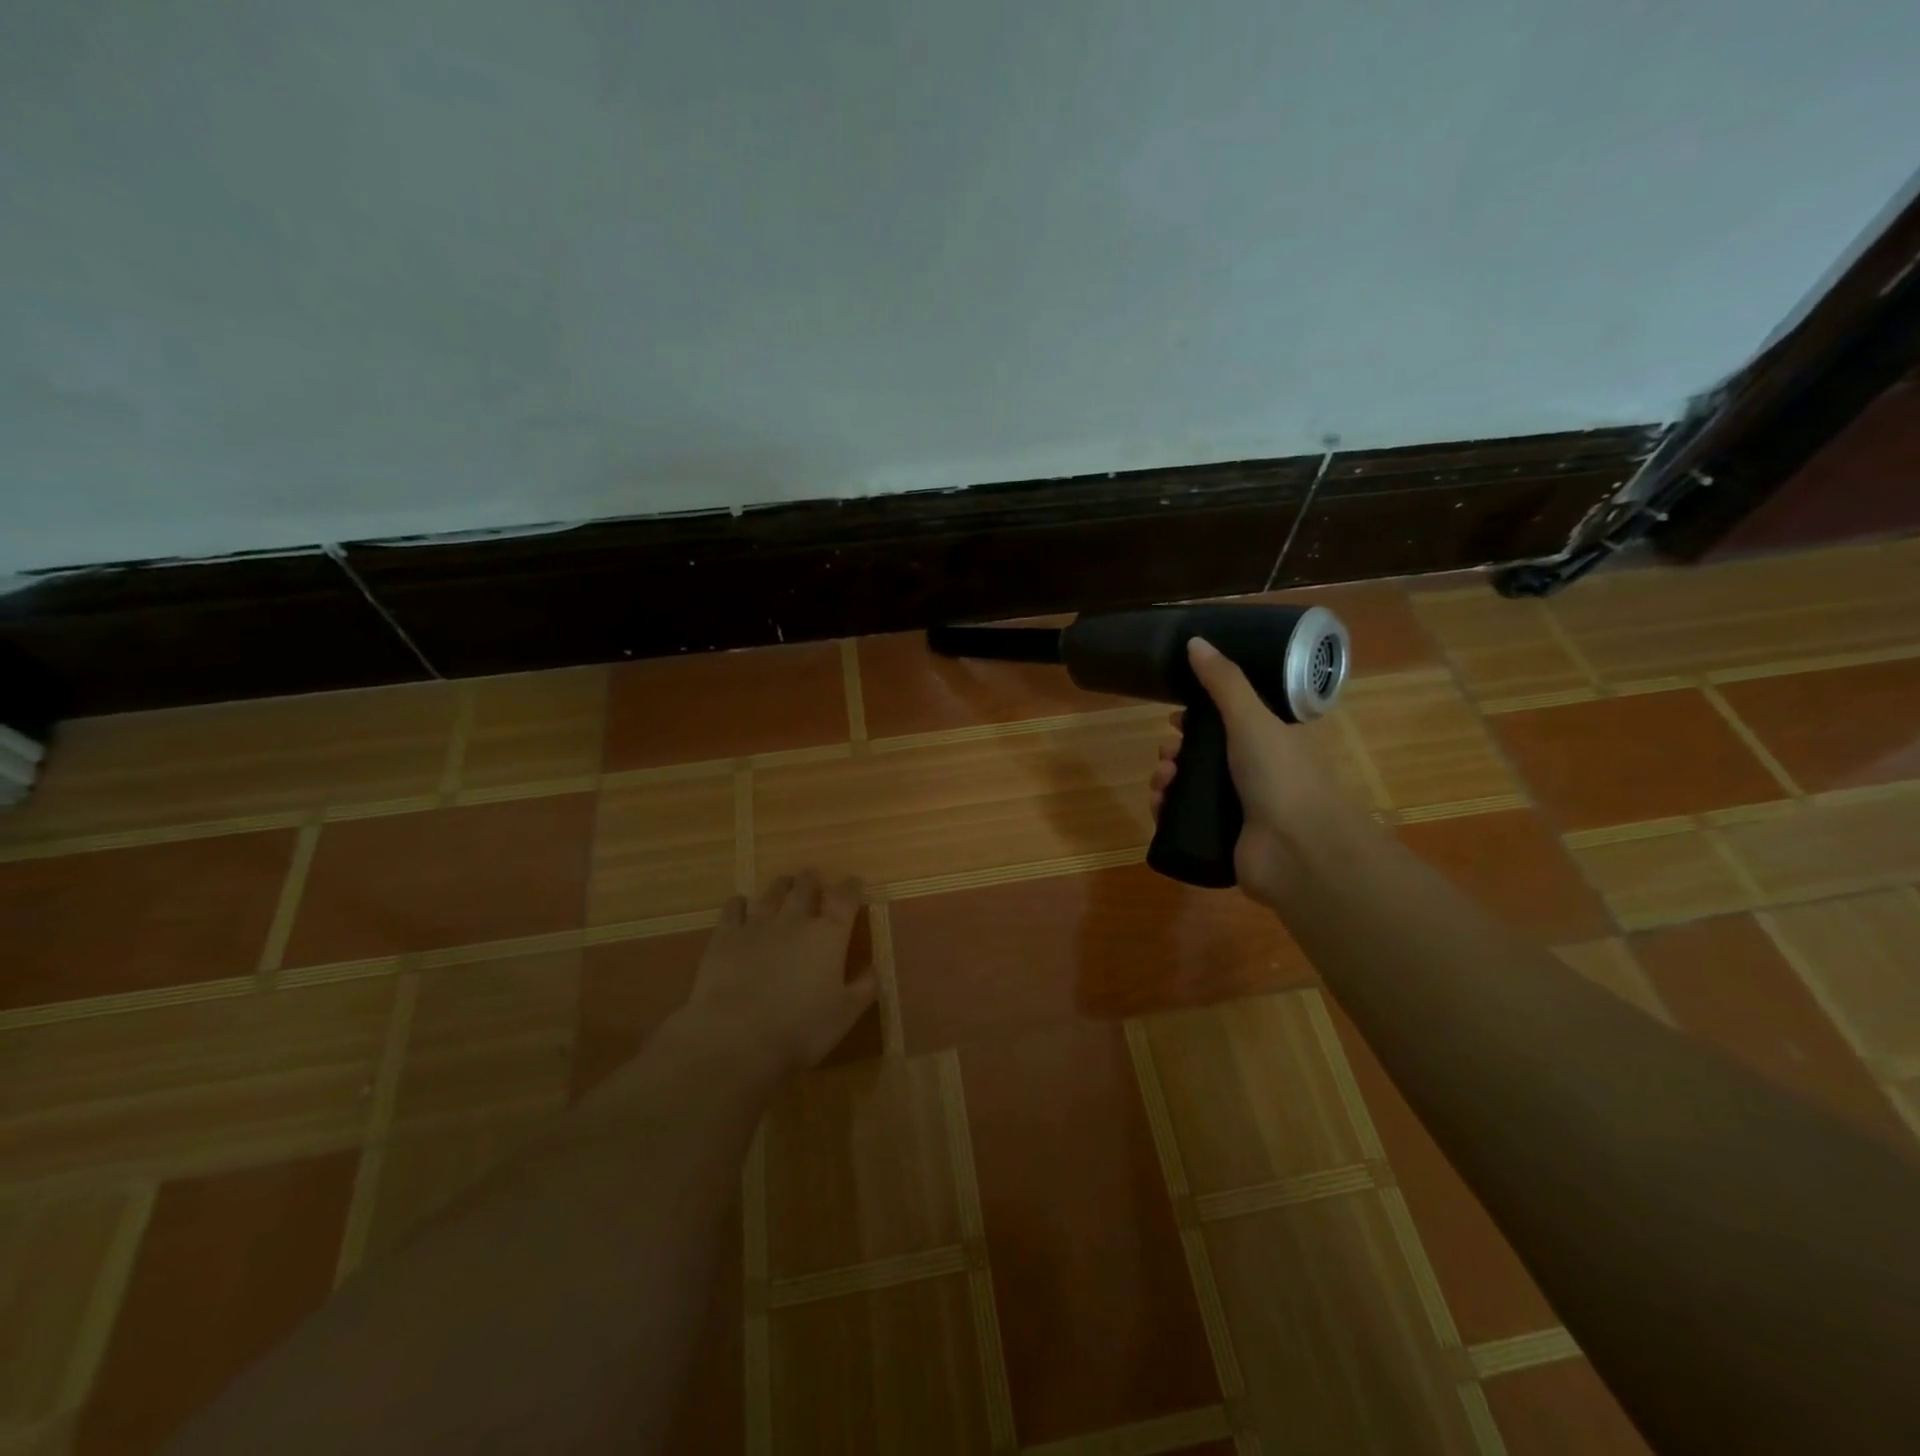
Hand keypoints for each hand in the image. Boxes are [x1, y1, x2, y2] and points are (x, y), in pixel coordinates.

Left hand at [681, 871, 876, 1076]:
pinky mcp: (725, 937)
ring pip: (771, 894)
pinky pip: (733, 909)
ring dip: (780, 886)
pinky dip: (739, 903)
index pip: (845, 899)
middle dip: (811, 881)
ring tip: (784, 883)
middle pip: (805, 888)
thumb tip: (875, 968)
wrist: (736, 1036)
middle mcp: (795, 921)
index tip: (854, 882)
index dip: (851, 888)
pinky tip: (740, 903)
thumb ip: (864, 988)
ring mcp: (757, 925)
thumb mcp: (845, 1014)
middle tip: (813, 878)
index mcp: (828, 935)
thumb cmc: (800, 1028)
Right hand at [1150, 637, 1355, 905]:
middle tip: (1168, 755)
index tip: (1175, 717)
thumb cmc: (1280, 776)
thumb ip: (1223, 681)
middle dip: (1176, 751)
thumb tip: (1194, 640)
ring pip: (1190, 787)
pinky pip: (1185, 819)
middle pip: (1203, 755)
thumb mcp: (1251, 718)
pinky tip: (1159, 808)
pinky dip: (1166, 811)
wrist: (1298, 850)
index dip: (1198, 717)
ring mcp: (1239, 809)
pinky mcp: (1222, 838)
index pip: (1228, 721)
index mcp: (1269, 741)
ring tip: (1161, 783)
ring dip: (1166, 780)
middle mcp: (1255, 773)